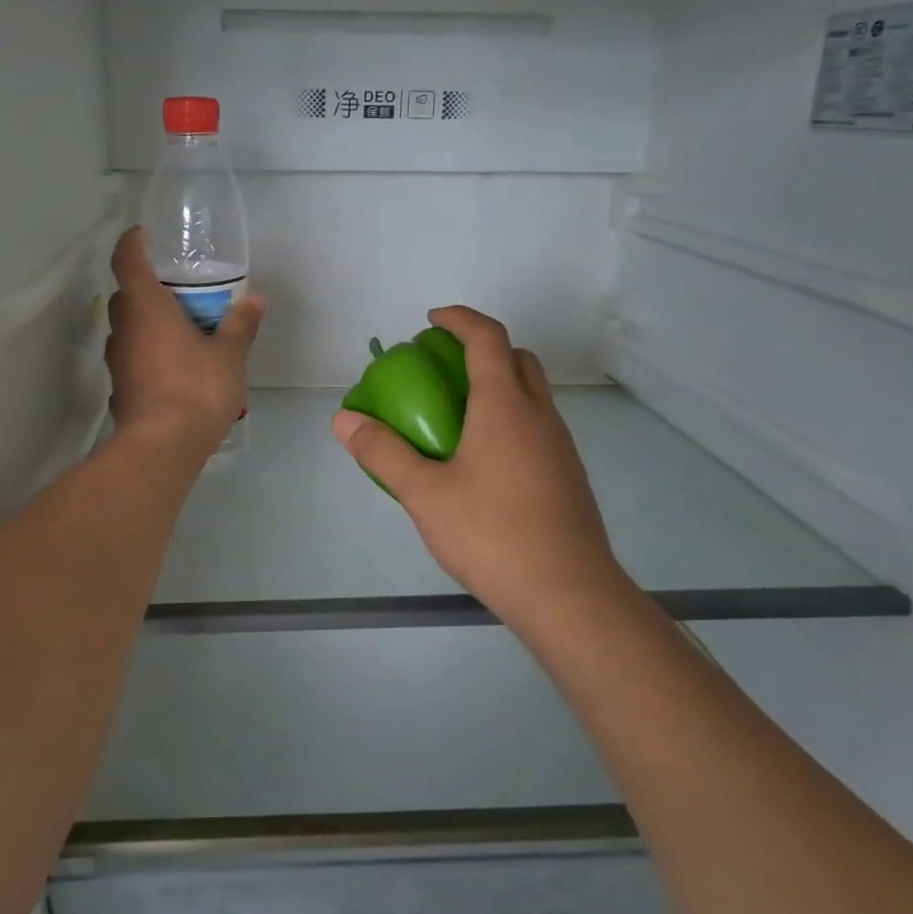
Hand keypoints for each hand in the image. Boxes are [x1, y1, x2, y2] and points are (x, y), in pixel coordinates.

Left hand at [107, 227, 265, 450]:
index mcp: (146, 307)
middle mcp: (124, 328)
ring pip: (128, 328)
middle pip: (126, 295)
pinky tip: (175, 366)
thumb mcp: (229, 354)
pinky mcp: (120, 387)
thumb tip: (257, 299)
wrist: (163, 446)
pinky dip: (149, 352)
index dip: (133, 242)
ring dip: (148, 323)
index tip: (144, 235)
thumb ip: (241, 324)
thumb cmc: (196, 388)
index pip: (127, 259)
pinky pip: (133, 357)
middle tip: (178, 289)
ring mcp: (117, 360)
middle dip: (147, 287)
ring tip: (182, 329)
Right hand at [331, 307, 619, 627]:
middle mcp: (539, 415)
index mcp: (505, 405)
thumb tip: (343, 420)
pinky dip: (511, 418)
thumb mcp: (425, 495)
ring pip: (532, 393)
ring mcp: (560, 446)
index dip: (459, 319)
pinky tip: (484, 460)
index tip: (431, 320)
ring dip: (499, 384)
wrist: (568, 594)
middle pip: (518, 358)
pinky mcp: (568, 475)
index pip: (487, 338)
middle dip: (482, 347)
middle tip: (443, 366)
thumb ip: (383, 453)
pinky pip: (537, 426)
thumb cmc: (492, 534)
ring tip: (458, 414)